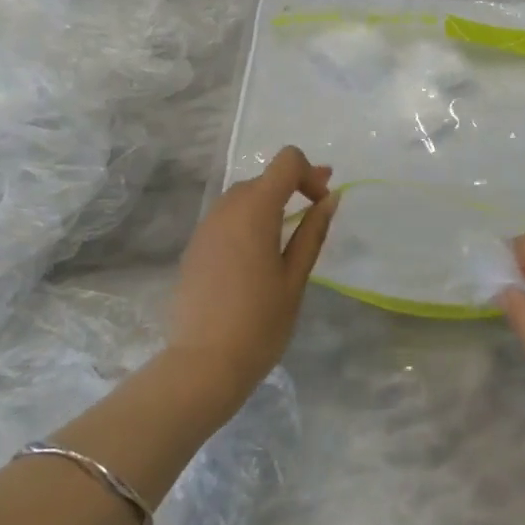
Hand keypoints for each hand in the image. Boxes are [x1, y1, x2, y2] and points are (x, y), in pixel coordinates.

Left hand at [167, 146, 338, 409]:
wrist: (204, 363)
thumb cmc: (260, 322)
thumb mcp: (295, 277)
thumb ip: (313, 232)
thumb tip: (330, 198)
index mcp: (255, 210)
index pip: (286, 161)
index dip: (310, 173)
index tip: (322, 203)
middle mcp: (225, 208)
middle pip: (263, 178)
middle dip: (292, 187)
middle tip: (316, 213)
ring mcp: (205, 227)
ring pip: (242, 198)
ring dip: (269, 204)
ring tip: (288, 236)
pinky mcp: (194, 247)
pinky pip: (226, 220)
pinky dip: (247, 222)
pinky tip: (257, 256)